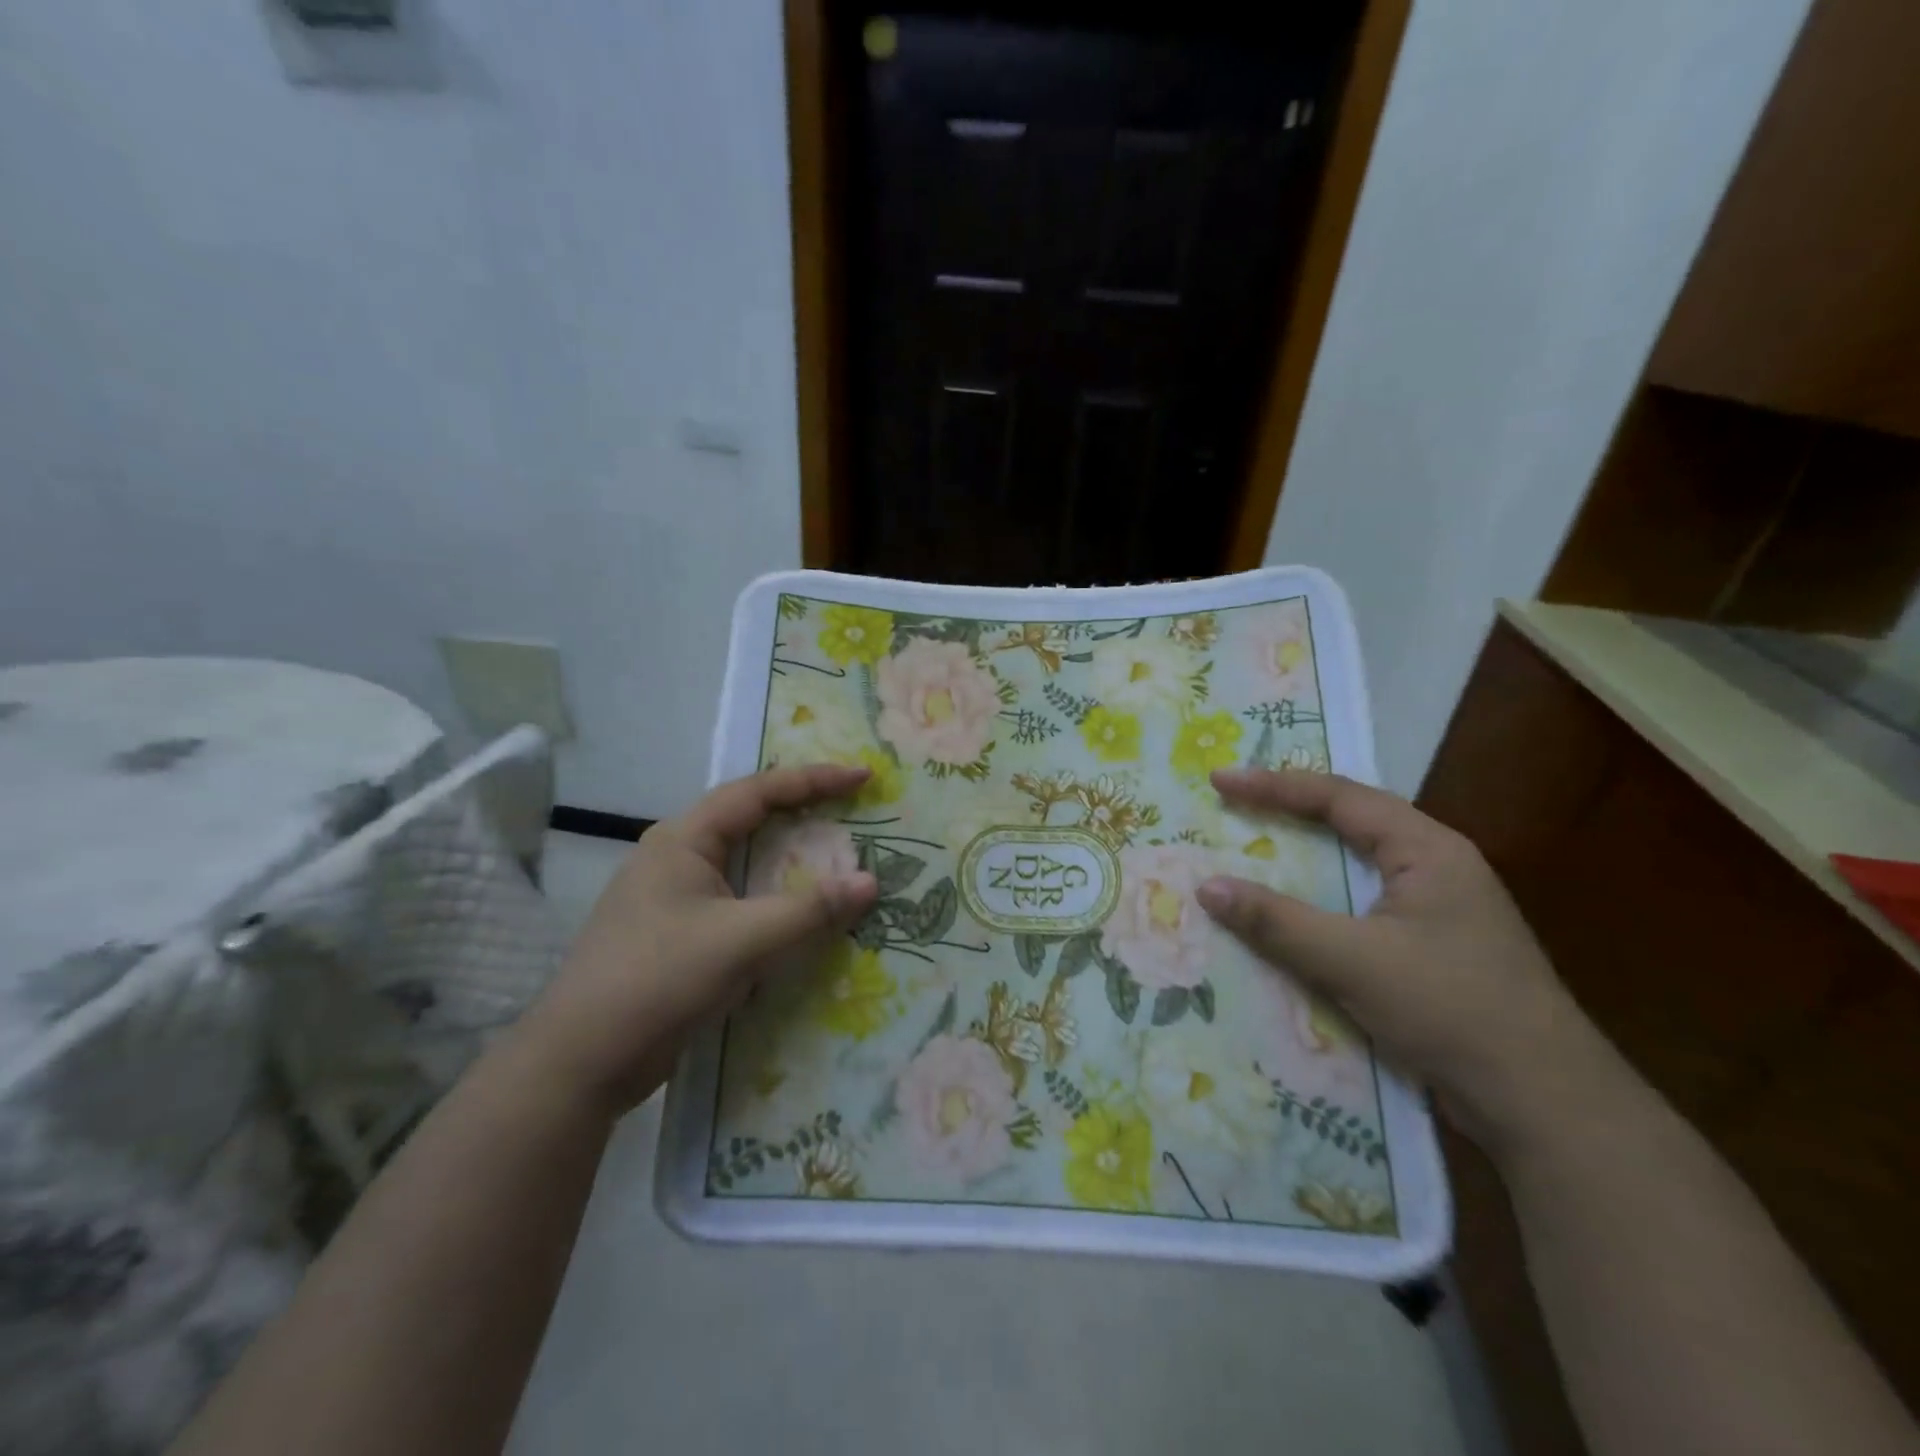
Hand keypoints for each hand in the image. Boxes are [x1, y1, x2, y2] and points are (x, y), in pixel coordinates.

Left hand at [517, 765, 878, 1114]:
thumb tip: (871, 883)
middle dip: (802, 812)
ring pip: (742, 861)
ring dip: (788, 858)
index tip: (863, 778)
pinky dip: (772, 897)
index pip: (758, 791)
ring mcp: (672, 896)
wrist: (579, 1062)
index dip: (814, 780)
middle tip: (851, 811)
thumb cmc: (658, 980)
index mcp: (683, 838)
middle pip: (749, 819)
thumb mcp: (741, 941)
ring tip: (833, 857)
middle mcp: (676, 856)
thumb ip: (809, 910)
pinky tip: (796, 915)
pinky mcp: (676, 933)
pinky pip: (736, 899)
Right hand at [1194, 767, 1609, 1159]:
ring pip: (1355, 866)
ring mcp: (1437, 910)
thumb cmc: (1451, 1010)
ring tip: (1252, 849)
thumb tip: (1206, 886)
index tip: (1219, 781)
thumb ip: (1276, 921)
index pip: (1339, 797)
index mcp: (1428, 850)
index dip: (1274, 785)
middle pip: (1350, 821)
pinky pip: (1360, 906)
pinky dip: (1318, 901)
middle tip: (1232, 805)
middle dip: (1288, 810)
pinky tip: (1290, 915)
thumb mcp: (1353, 961)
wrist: (1545, 1106)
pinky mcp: (1431, 949)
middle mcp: (1435, 867)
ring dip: (1303, 857)